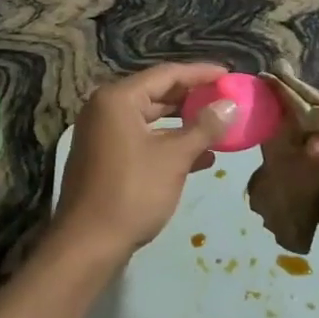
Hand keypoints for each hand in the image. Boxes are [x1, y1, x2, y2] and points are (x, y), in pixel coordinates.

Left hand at [53, 63, 234, 262]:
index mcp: (117, 99)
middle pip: (156, 93)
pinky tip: (201, 158)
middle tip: (226, 99)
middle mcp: (105, 109)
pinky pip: (143, 140)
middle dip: (193, 98)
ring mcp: (102, 134)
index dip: (201, 73)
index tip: (230, 74)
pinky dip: (169, 144)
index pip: (166, 74)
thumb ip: (204, 127)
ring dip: (184, 124)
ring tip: (219, 127)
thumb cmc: (132, 192)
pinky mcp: (105, 158)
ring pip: (151, 119)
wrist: (88, 244)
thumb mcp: (174, 158)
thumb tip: (230, 105)